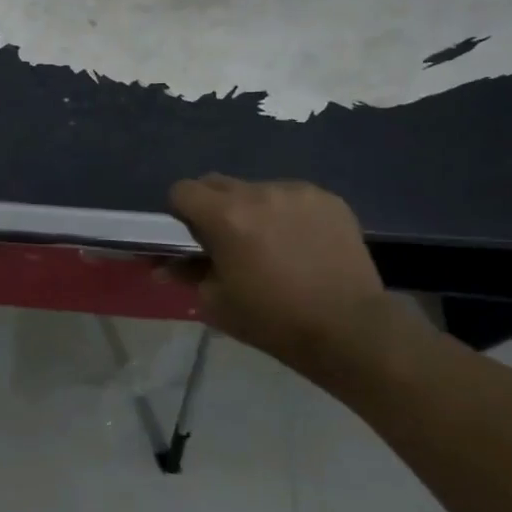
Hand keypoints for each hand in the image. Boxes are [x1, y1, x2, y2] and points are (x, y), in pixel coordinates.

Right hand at [170, 174, 397, 381]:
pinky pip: (292, 196)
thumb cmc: (272, 319)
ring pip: (256, 189)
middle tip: (227, 240)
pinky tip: (300, 243)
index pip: (182, 190)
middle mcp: (259, 192)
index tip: (192, 236)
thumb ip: (186, 273)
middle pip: (217, 183)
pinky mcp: (329, 199)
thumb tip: (162, 266)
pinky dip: (286, 214)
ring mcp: (297, 192)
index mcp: (225, 216)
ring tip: (270, 243)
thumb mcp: (216, 302)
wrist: (349, 329)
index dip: (180, 212)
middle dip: (213, 206)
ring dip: (252, 209)